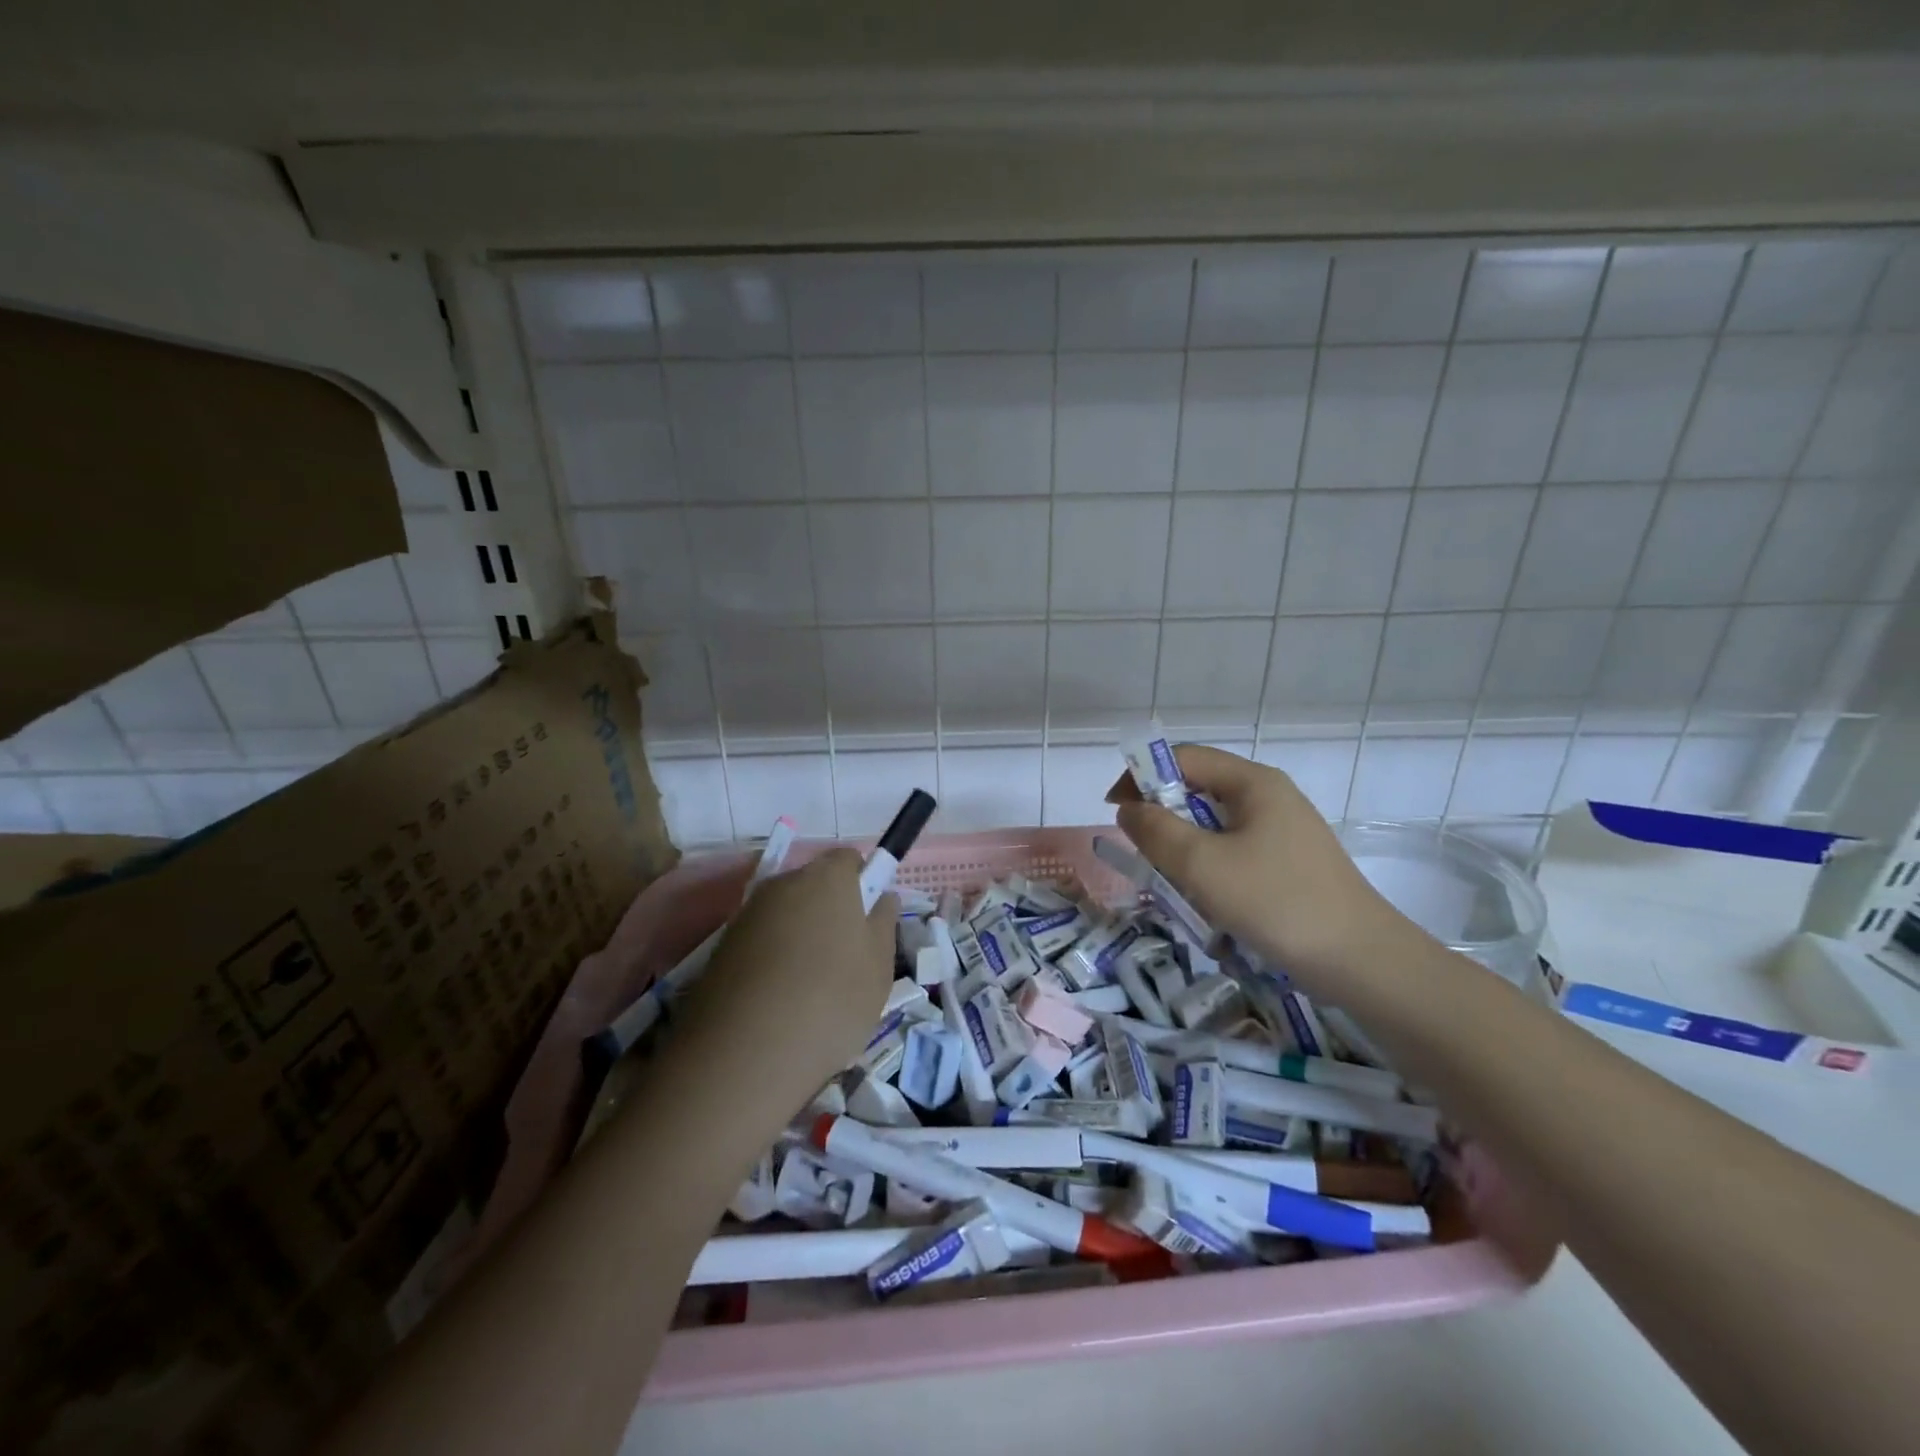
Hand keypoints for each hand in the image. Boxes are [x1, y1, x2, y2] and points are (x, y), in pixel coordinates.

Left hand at [667, 849, 899, 1114]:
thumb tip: (882, 897)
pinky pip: (760, 942)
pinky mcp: (721, 948)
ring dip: (800, 937)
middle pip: (814, 885)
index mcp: (827, 877)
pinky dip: (772, 960)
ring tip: (811, 989)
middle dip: (830, 910)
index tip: (868, 923)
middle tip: (845, 959)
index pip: (849, 860)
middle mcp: (783, 883)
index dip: (863, 885)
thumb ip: (884, 923)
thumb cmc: (832, 1000)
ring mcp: (747, 915)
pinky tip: (779, 1001)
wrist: (746, 1054)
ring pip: (785, 915)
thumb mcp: (879, 966)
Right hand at [1107, 745, 1420, 997]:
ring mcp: (1283, 829)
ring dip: (1184, 846)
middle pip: (1198, 788)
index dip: (1140, 777)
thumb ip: (1155, 830)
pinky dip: (1209, 866)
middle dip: (1162, 815)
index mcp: (1252, 782)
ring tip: (1173, 881)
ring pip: (1214, 823)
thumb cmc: (1276, 902)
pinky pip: (1233, 849)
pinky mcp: (1289, 861)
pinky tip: (1208, 899)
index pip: (1182, 757)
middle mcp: (1269, 795)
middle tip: (1143, 853)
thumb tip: (1129, 809)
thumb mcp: (1202, 865)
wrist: (1362, 962)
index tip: (1114, 813)